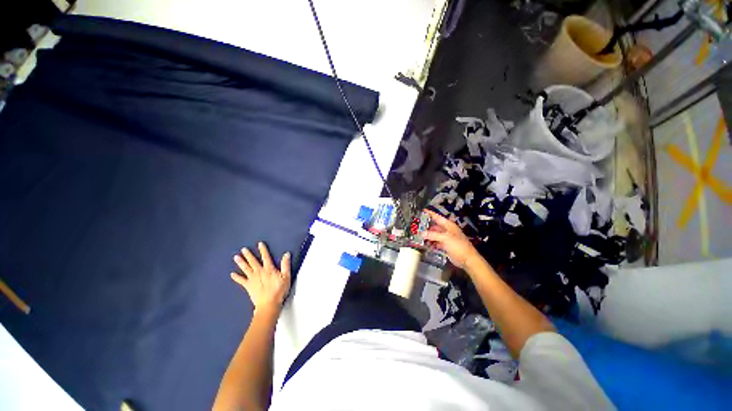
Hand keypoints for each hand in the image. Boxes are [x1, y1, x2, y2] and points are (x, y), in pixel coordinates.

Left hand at [231, 242, 290, 311]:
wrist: (269, 304)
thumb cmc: (279, 290)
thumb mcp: (286, 276)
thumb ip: (286, 265)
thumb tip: (286, 254)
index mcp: (269, 269)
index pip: (266, 257)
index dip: (263, 250)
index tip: (259, 244)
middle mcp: (259, 272)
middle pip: (253, 261)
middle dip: (248, 255)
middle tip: (243, 249)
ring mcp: (252, 279)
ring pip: (246, 269)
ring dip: (241, 263)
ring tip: (236, 257)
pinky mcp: (248, 286)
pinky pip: (241, 281)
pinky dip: (236, 277)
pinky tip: (232, 274)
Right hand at [424, 210, 480, 269]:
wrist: (467, 259)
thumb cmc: (459, 246)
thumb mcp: (445, 238)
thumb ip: (433, 235)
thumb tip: (422, 233)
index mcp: (448, 225)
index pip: (437, 217)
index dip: (430, 214)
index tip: (423, 211)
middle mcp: (447, 230)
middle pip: (435, 226)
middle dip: (427, 227)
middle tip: (417, 226)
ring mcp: (446, 238)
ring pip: (434, 235)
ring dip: (428, 236)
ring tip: (419, 236)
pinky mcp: (445, 245)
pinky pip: (436, 242)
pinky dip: (431, 243)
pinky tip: (426, 244)